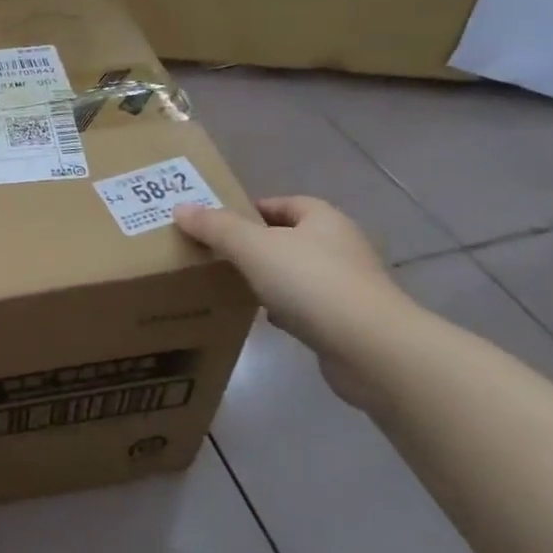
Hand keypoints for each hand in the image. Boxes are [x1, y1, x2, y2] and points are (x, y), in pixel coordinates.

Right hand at [175, 196, 413, 406]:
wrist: (371, 349)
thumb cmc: (312, 283)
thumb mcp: (253, 247)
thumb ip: (216, 227)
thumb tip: (181, 208)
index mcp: (324, 220)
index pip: (285, 203)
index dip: (252, 208)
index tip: (219, 223)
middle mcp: (340, 247)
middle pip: (290, 238)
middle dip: (257, 244)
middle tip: (217, 253)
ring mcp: (347, 286)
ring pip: (297, 274)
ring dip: (269, 278)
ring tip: (232, 284)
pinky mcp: (347, 322)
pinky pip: (306, 307)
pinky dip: (283, 309)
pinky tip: (261, 318)